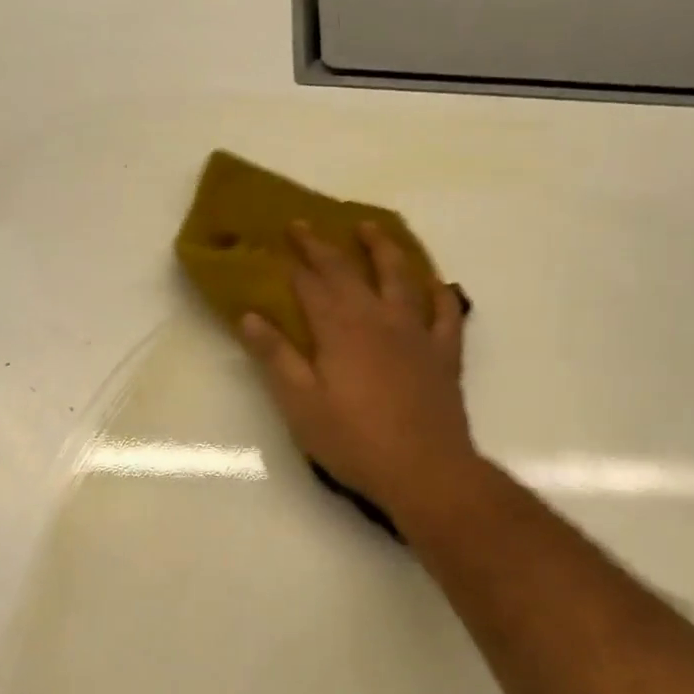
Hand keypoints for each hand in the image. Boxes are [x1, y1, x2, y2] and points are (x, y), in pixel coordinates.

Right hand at [241, 222, 476, 519]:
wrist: (424, 470)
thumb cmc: (353, 441)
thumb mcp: (300, 404)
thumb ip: (276, 357)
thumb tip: (248, 316)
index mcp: (340, 329)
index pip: (311, 284)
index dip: (293, 260)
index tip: (278, 238)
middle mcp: (379, 318)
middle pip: (348, 272)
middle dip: (323, 245)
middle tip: (305, 223)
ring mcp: (416, 333)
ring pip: (401, 276)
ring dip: (383, 248)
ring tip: (369, 226)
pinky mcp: (444, 353)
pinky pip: (445, 311)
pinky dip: (437, 290)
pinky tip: (432, 281)